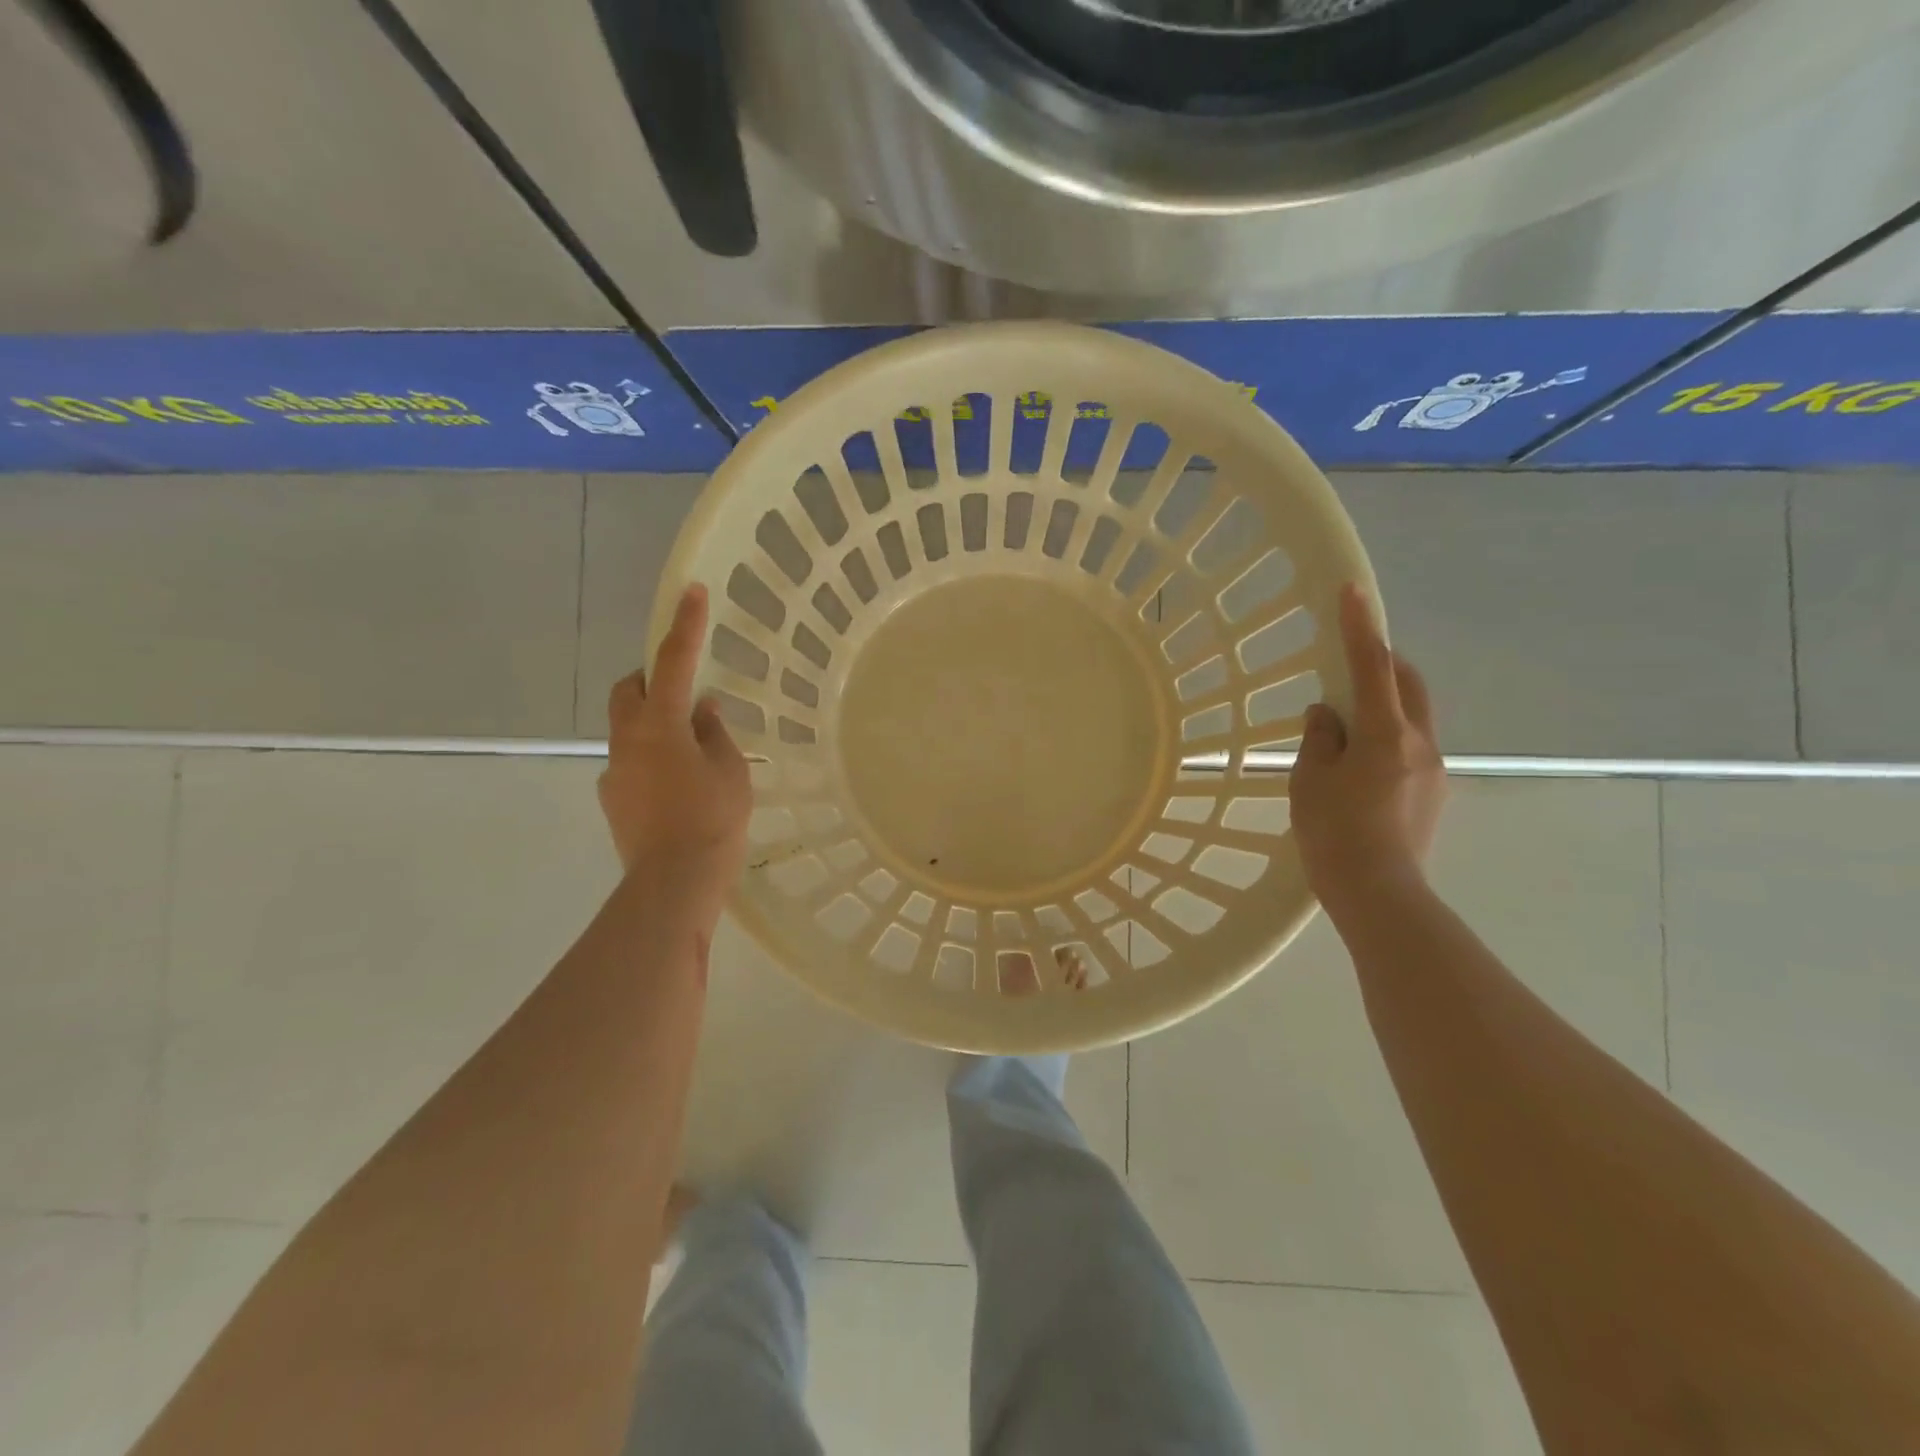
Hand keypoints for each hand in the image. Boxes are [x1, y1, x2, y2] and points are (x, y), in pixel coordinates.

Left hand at [598, 584, 751, 912]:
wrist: (673, 884)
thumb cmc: (712, 821)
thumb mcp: (730, 772)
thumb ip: (715, 734)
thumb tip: (703, 712)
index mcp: (660, 726)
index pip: (673, 662)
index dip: (685, 626)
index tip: (691, 592)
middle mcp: (627, 741)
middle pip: (627, 691)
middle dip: (650, 678)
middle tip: (682, 688)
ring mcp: (615, 772)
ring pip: (627, 729)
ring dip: (653, 724)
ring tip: (690, 749)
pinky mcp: (613, 800)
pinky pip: (630, 763)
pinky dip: (651, 759)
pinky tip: (677, 787)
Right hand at [1291, 583, 1446, 914]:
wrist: (1379, 894)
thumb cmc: (1334, 833)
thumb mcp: (1310, 781)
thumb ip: (1319, 739)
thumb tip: (1327, 716)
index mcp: (1385, 733)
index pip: (1372, 667)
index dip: (1360, 627)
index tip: (1352, 591)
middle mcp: (1420, 743)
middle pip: (1409, 685)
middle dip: (1385, 663)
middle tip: (1354, 659)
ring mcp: (1433, 770)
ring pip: (1412, 718)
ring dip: (1385, 706)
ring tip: (1347, 727)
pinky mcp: (1434, 794)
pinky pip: (1411, 748)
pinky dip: (1387, 739)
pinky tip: (1361, 767)